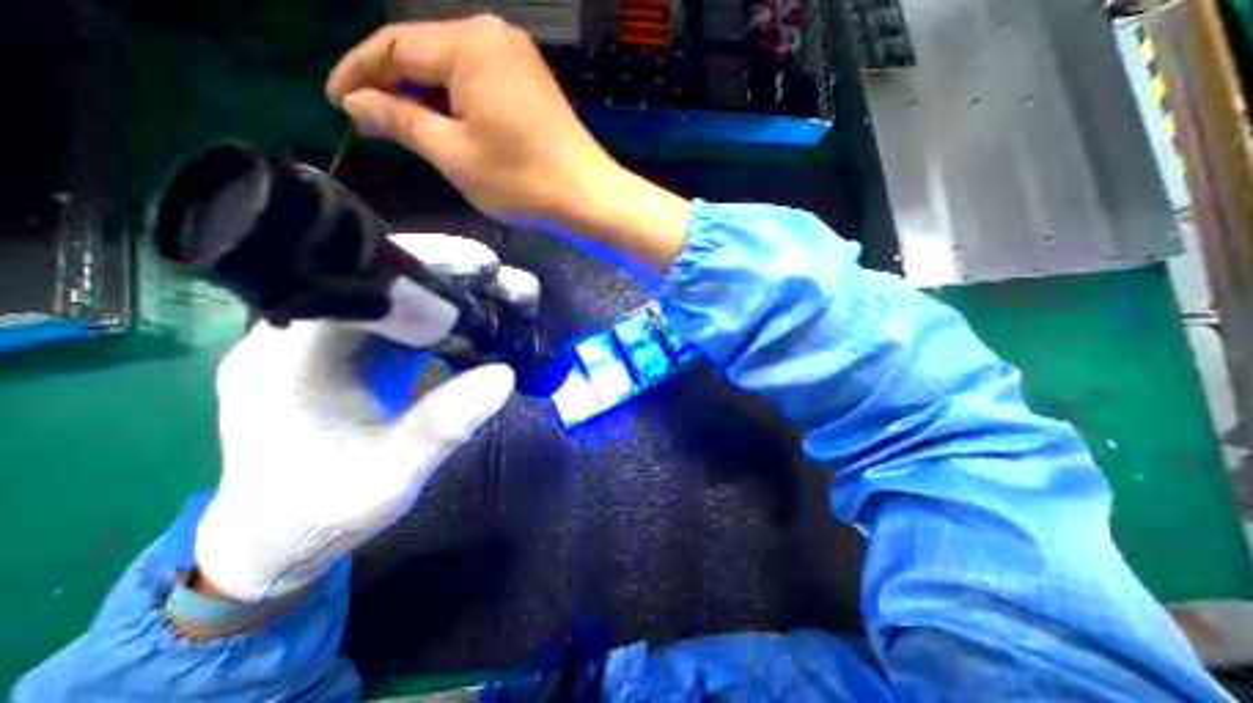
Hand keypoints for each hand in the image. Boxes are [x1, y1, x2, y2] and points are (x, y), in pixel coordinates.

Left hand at [194, 235, 536, 600]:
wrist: (280, 533)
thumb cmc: (323, 509)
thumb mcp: (391, 475)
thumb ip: (444, 424)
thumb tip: (505, 374)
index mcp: (296, 354)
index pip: (362, 280)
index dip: (428, 265)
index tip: (487, 267)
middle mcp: (308, 331)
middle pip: (392, 279)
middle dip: (462, 277)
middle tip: (517, 289)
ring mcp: (336, 338)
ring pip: (409, 295)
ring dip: (464, 294)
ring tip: (515, 301)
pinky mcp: (360, 350)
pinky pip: (412, 318)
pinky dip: (453, 316)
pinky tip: (486, 324)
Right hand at [327, 15, 688, 272]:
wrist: (588, 198)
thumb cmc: (522, 180)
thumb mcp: (453, 153)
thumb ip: (400, 121)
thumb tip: (356, 103)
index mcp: (469, 43)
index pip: (394, 47)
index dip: (358, 73)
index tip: (336, 102)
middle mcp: (494, 37)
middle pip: (425, 54)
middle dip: (394, 86)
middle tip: (370, 120)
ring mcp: (519, 60)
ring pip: (454, 71)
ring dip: (427, 98)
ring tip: (405, 127)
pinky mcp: (534, 85)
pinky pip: (481, 84)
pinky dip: (459, 103)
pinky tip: (448, 125)